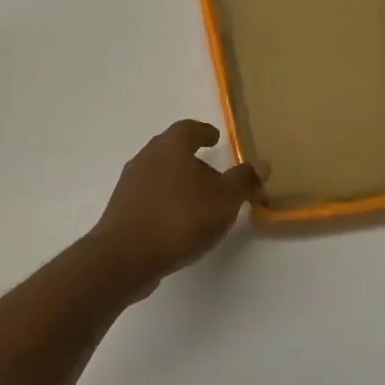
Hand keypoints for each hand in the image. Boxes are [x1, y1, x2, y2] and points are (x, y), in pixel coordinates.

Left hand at [88, 120, 264, 291]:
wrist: (126, 255)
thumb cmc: (179, 219)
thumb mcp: (224, 200)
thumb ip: (243, 181)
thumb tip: (262, 163)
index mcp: (170, 147)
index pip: (188, 128)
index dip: (204, 131)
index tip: (215, 137)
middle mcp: (146, 157)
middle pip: (171, 149)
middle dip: (191, 157)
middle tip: (212, 171)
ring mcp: (130, 183)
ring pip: (159, 173)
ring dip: (178, 181)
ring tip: (198, 199)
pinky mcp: (122, 207)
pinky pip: (149, 195)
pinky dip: (165, 200)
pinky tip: (177, 220)